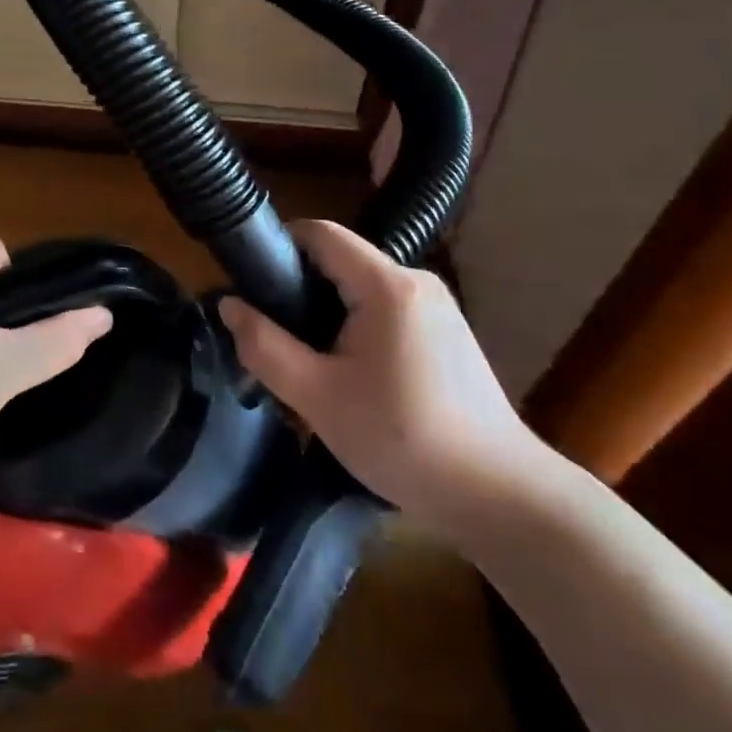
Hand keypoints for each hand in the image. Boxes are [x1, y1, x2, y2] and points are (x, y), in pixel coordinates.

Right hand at [219, 219, 545, 536]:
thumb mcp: (318, 398)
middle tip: (272, 336)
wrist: (502, 498)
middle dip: (299, 289)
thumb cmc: (404, 441)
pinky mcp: (448, 333)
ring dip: (327, 313)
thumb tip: (229, 305)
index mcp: (387, 286)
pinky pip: (386, 311)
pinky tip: (350, 376)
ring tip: (306, 361)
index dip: (279, 245)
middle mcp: (416, 282)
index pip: (320, 233)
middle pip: (340, 261)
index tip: (250, 282)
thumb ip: (265, 346)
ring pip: (361, 289)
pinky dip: (357, 328)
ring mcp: (438, 307)